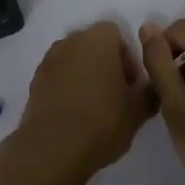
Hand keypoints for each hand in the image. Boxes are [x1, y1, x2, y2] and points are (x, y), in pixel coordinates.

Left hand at [13, 22, 153, 181]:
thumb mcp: (138, 111)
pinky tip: (74, 116)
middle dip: (105, 64)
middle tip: (116, 95)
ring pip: (73, 61)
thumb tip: (151, 88)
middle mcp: (70, 43)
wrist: (53, 150)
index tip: (130, 84)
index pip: (116, 33)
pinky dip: (66, 89)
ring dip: (84, 76)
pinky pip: (57, 78)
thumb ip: (149, 93)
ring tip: (94, 108)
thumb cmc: (102, 121)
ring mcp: (48, 62)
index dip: (126, 57)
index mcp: (97, 40)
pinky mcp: (34, 83)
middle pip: (92, 45)